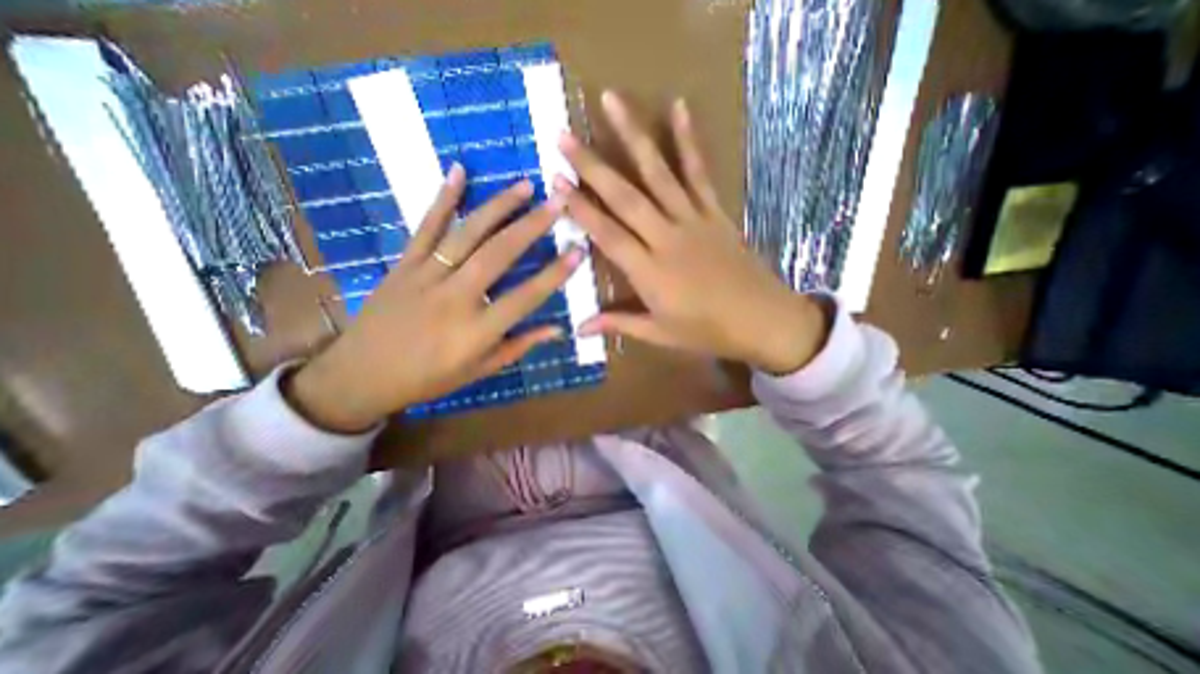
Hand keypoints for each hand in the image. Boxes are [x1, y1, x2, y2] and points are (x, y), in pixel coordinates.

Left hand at [282, 166, 579, 433]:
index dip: (555, 274)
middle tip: (557, 202)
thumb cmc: (429, 379)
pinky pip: (425, 227)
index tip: (578, 251)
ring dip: (498, 207)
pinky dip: (443, 199)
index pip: (526, 297)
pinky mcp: (403, 265)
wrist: (360, 375)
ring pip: (467, 234)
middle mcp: (455, 298)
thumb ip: (519, 346)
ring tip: (525, 186)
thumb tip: (557, 329)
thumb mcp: (480, 370)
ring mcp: (426, 276)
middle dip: (532, 226)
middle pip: (498, 255)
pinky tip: (458, 172)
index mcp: (477, 331)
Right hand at [559, 91, 826, 375]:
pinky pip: (699, 172)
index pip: (607, 234)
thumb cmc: (707, 331)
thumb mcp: (659, 334)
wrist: (762, 320)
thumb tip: (578, 329)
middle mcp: (666, 238)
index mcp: (649, 272)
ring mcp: (693, 219)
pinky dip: (689, 140)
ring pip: (658, 174)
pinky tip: (679, 107)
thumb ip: (618, 324)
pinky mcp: (715, 211)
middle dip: (592, 166)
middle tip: (564, 137)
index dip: (580, 209)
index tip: (556, 183)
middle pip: (625, 197)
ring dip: (632, 136)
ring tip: (611, 101)